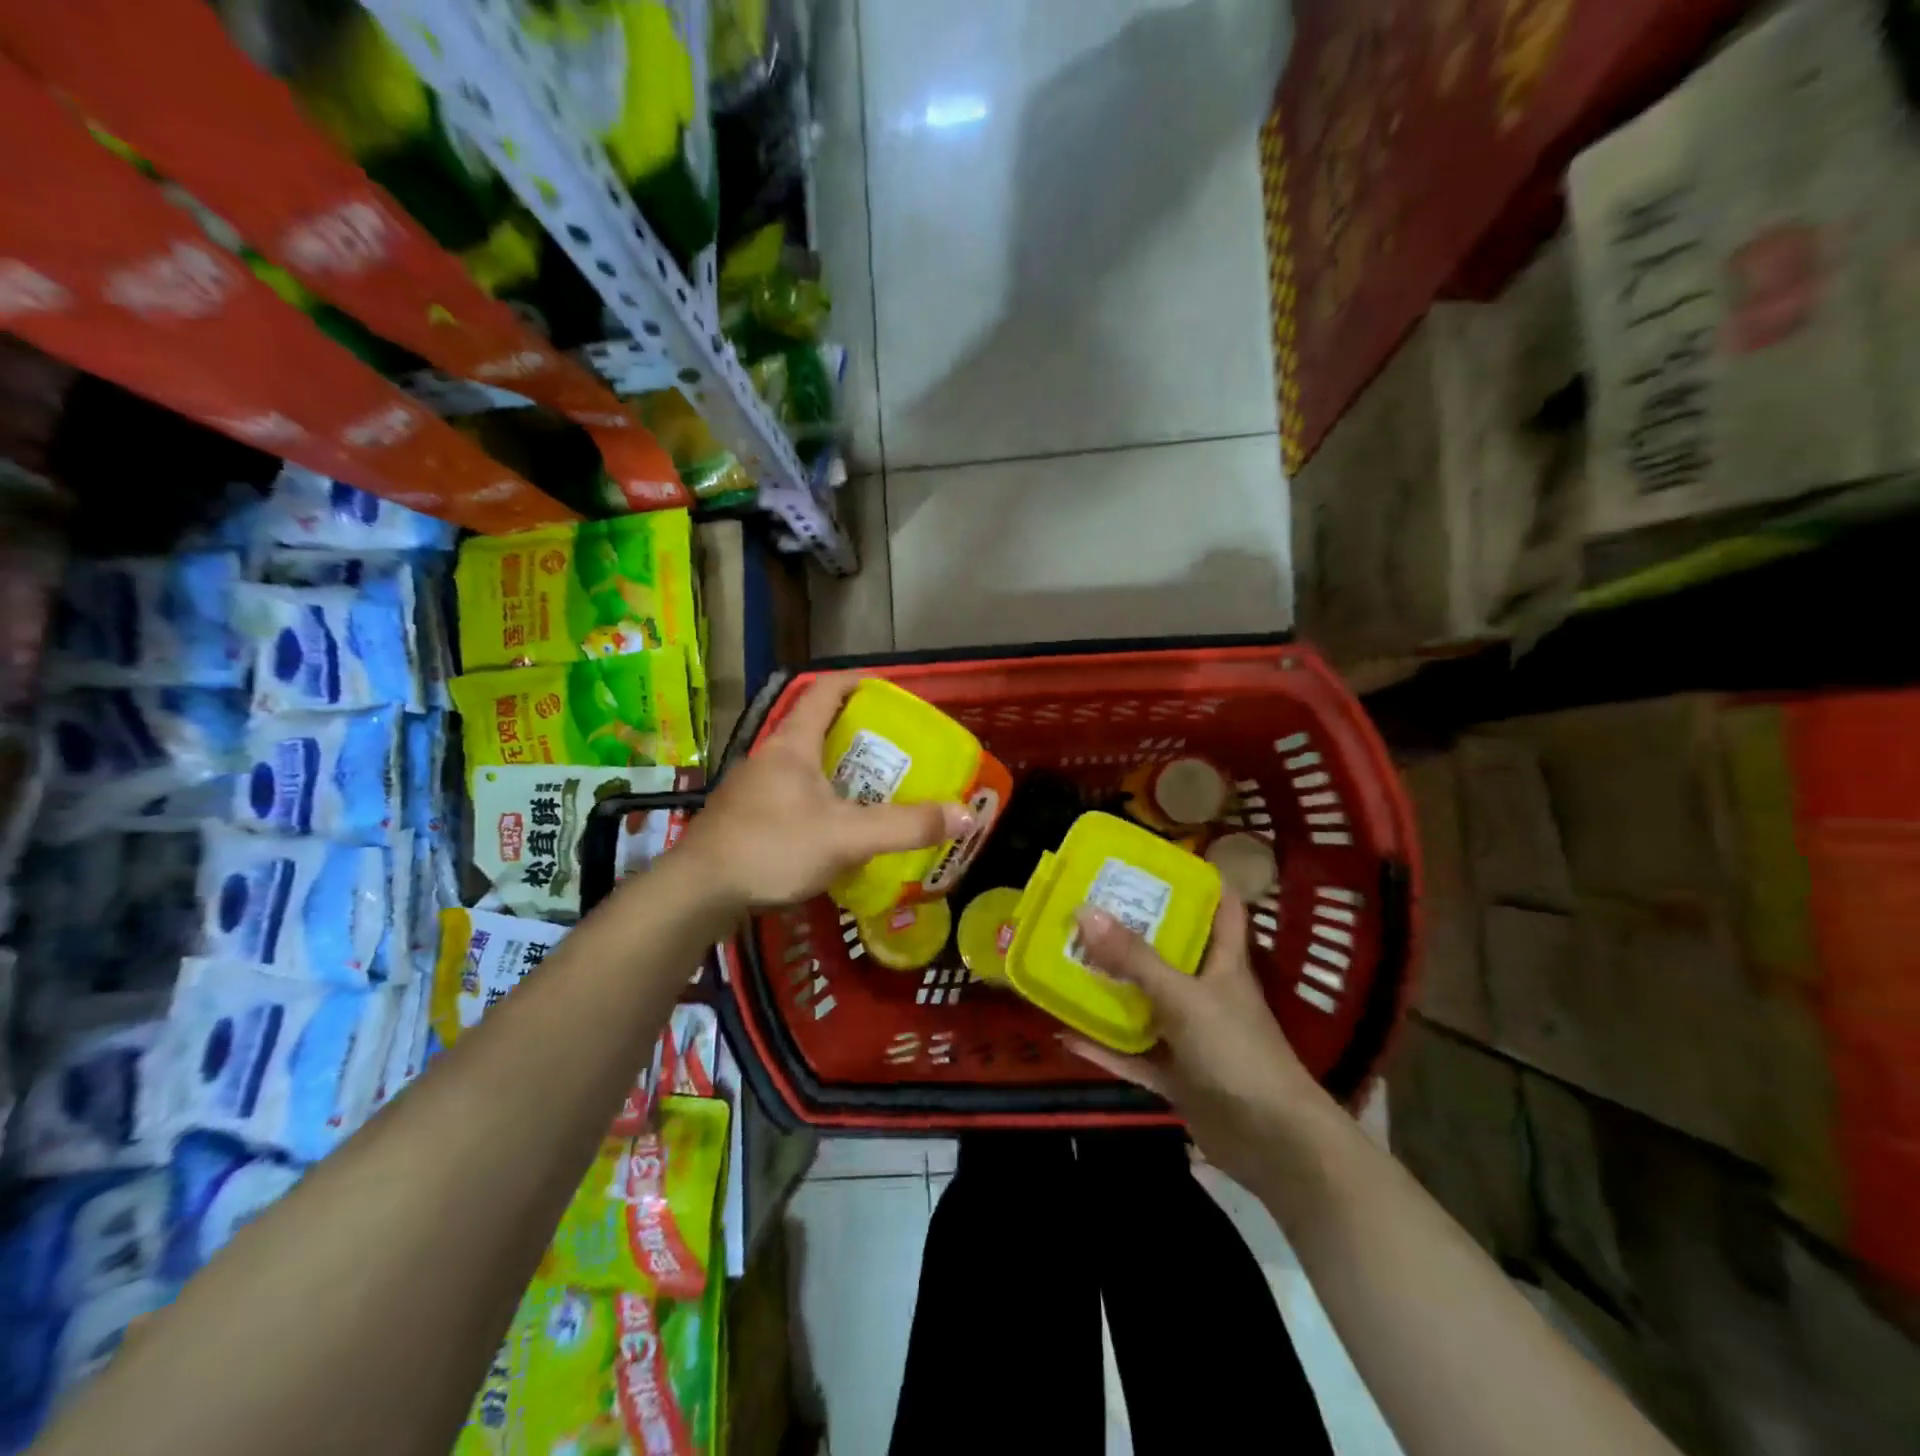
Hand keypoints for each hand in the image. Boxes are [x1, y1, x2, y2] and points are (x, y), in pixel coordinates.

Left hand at [678, 672, 973, 907]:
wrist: (697, 893)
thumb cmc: (771, 848)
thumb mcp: (847, 837)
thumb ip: (907, 826)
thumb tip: (966, 814)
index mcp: (793, 744)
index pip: (825, 690)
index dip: (858, 682)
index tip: (890, 689)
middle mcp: (771, 757)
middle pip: (818, 729)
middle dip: (858, 734)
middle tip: (897, 751)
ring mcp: (754, 788)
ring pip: (805, 767)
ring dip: (839, 772)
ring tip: (875, 791)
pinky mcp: (746, 819)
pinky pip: (793, 797)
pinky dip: (821, 802)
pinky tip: (836, 832)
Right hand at [1067, 892, 1328, 1184]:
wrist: (1272, 1143)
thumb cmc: (1237, 1051)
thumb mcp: (1183, 997)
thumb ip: (1134, 959)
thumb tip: (1085, 911)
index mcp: (1223, 963)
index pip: (1221, 908)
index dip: (1198, 880)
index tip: (1156, 861)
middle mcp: (1206, 992)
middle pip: (1170, 952)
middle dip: (1133, 930)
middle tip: (1088, 906)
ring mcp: (1190, 1036)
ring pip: (1145, 1003)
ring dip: (1110, 988)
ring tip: (1067, 961)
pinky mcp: (1176, 1075)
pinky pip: (1132, 1054)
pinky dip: (1102, 1046)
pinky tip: (1064, 1033)